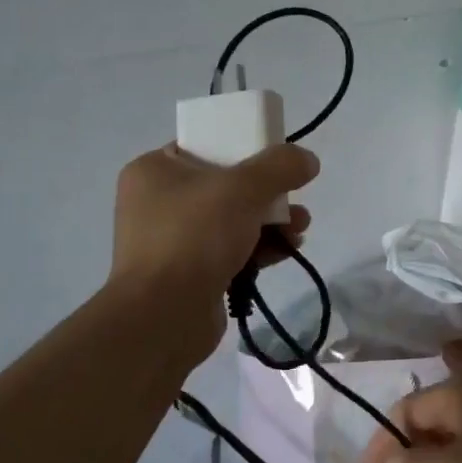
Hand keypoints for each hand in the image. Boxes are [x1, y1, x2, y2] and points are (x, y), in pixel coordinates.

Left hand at [109, 143, 317, 364]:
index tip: (275, 160)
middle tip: (296, 197)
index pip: (203, 145)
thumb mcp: (243, 188)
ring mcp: (171, 241)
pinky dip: (258, 248)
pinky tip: (288, 250)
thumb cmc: (194, 237)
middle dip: (267, 193)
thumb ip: (279, 167)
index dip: (243, 147)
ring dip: (270, 221)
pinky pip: (228, 250)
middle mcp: (157, 202)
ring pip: (231, 220)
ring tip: (301, 228)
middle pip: (224, 185)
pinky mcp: (187, 274)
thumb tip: (307, 159)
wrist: (163, 317)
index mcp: (154, 170)